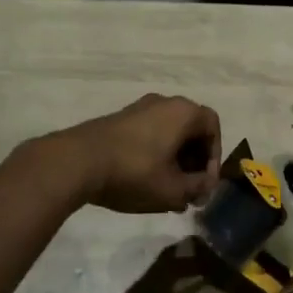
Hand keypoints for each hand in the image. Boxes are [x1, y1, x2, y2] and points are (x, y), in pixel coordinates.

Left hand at [49, 93, 220, 213]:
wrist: (77, 161)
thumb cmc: (134, 172)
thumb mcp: (172, 190)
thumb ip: (197, 187)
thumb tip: (206, 185)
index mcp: (183, 112)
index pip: (213, 127)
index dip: (214, 156)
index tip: (205, 183)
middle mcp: (164, 102)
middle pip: (191, 130)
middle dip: (194, 162)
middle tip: (189, 190)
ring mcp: (139, 108)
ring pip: (169, 133)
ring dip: (174, 160)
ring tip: (167, 190)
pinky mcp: (119, 119)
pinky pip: (149, 134)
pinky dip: (155, 154)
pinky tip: (145, 181)